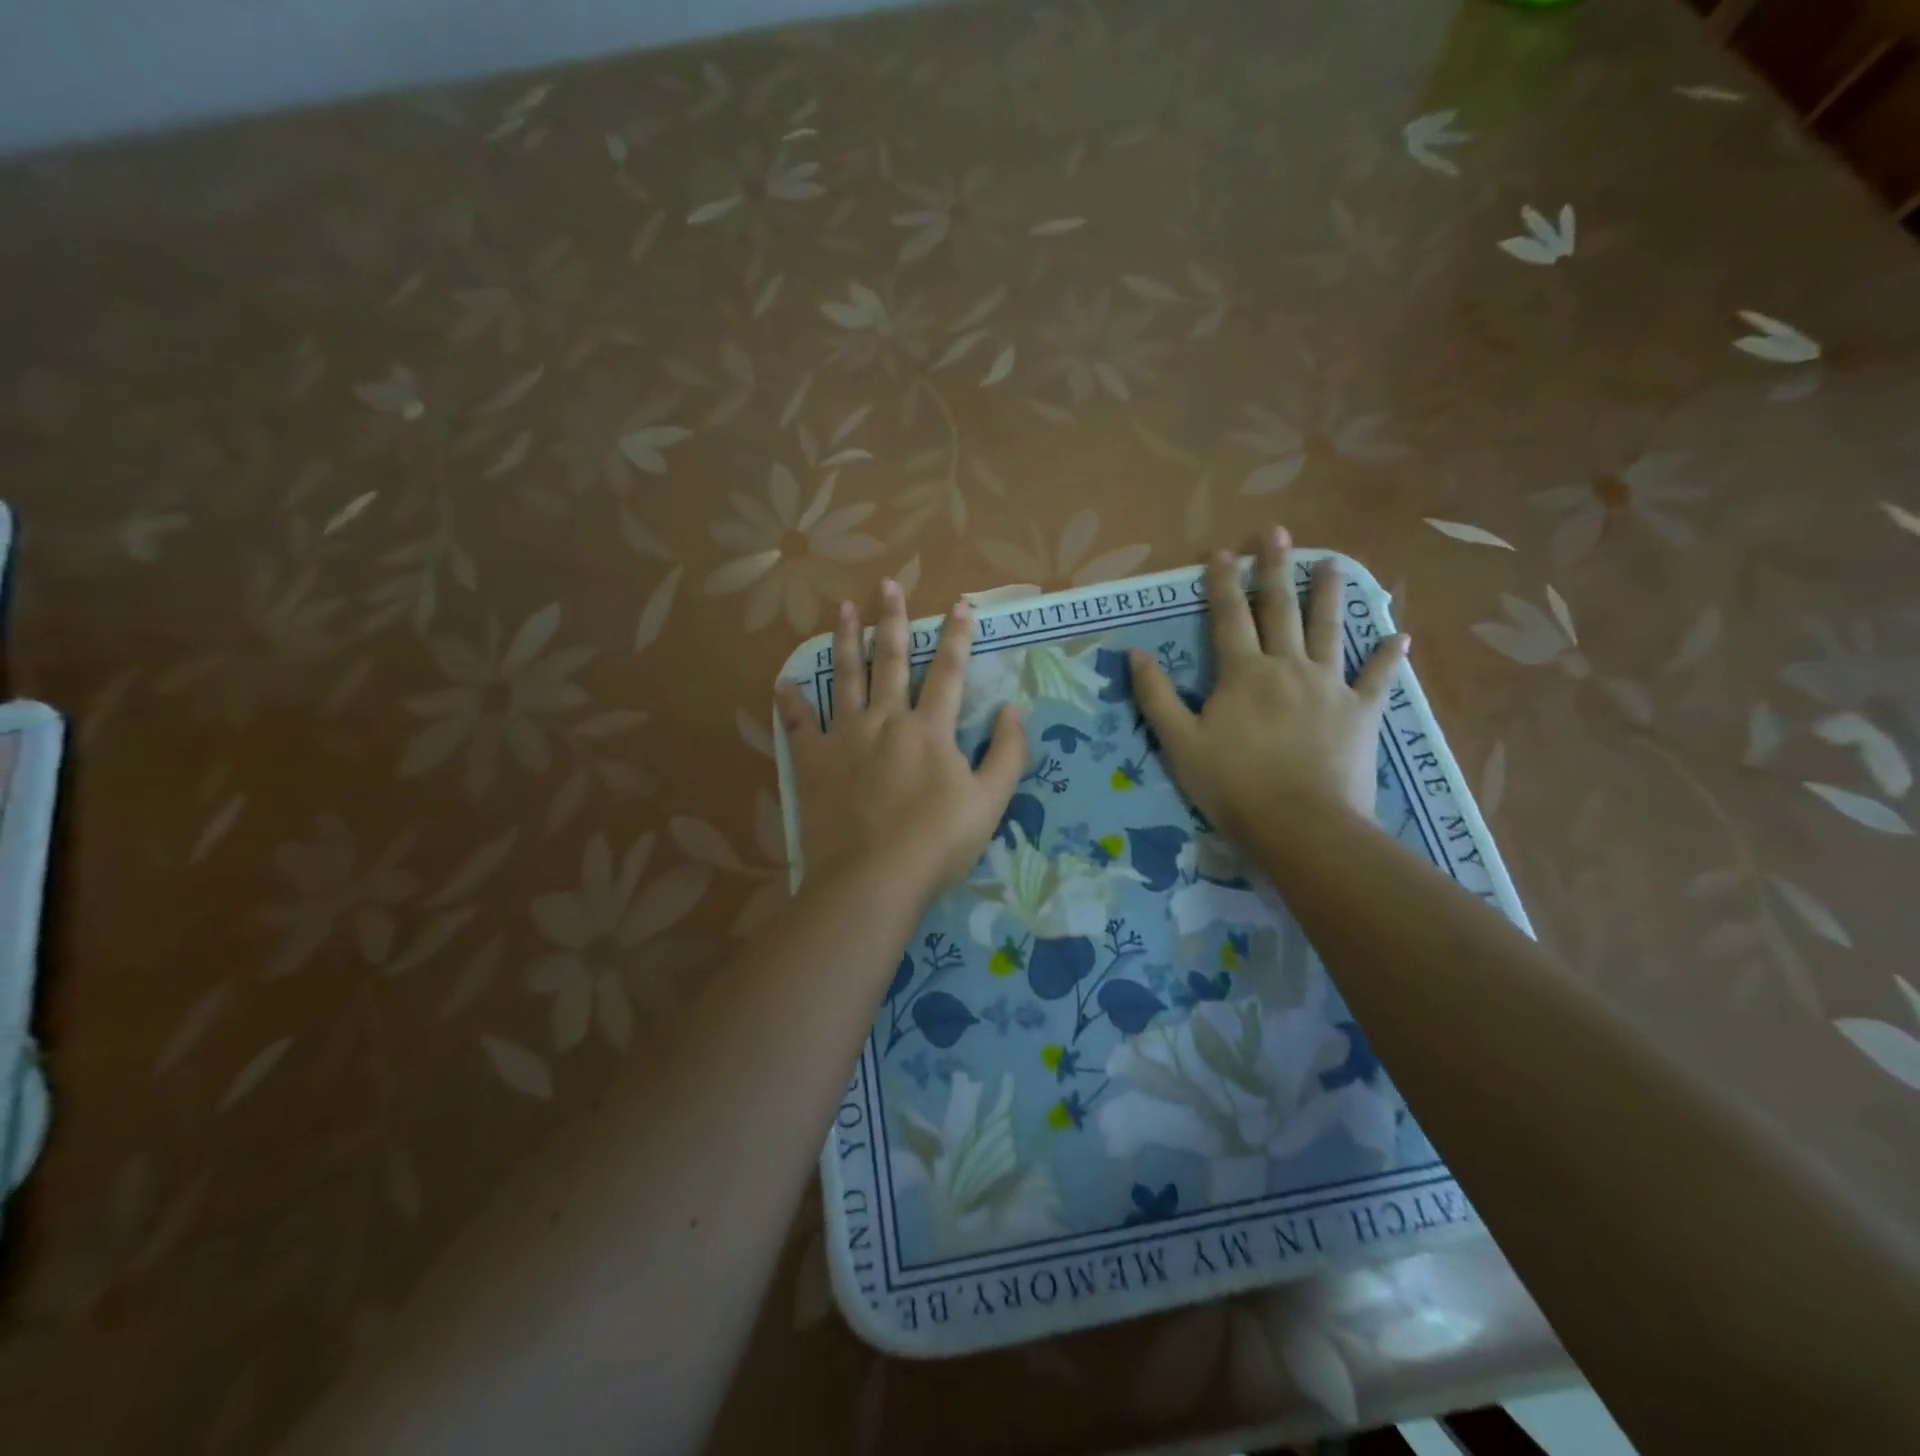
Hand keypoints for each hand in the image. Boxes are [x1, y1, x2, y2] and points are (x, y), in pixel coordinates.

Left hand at [776, 581, 1026, 903]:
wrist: (872, 879)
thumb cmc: (937, 844)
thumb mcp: (990, 802)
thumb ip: (1006, 753)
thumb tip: (1011, 710)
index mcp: (930, 729)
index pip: (948, 672)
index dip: (957, 637)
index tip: (960, 604)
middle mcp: (886, 721)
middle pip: (890, 661)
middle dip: (893, 620)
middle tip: (888, 584)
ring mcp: (845, 739)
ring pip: (845, 679)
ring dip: (845, 641)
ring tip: (843, 608)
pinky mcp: (814, 763)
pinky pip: (799, 725)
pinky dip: (791, 703)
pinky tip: (782, 682)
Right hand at [1129, 528, 1407, 846]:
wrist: (1301, 824)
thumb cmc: (1232, 786)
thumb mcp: (1179, 743)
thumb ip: (1156, 696)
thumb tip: (1133, 654)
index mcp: (1243, 673)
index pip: (1228, 617)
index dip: (1222, 583)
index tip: (1222, 551)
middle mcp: (1287, 667)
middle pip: (1280, 610)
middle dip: (1275, 569)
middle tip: (1277, 533)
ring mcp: (1329, 687)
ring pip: (1328, 630)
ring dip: (1328, 594)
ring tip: (1332, 562)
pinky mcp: (1361, 712)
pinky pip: (1376, 678)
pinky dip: (1387, 657)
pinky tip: (1399, 636)